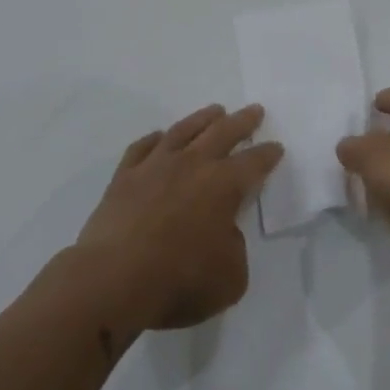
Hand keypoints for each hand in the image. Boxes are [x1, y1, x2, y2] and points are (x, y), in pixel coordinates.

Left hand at [76, 104, 281, 330]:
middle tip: (254, 110)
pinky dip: (155, 139)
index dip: (268, 154)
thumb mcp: (230, 278)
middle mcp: (192, 165)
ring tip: (215, 110)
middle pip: (223, 133)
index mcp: (223, 186)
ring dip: (203, 118)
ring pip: (184, 130)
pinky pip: (143, 147)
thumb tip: (223, 233)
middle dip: (242, 121)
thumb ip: (234, 249)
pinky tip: (160, 136)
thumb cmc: (178, 280)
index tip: (276, 146)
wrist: (113, 279)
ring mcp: (155, 166)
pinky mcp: (124, 177)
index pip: (254, 163)